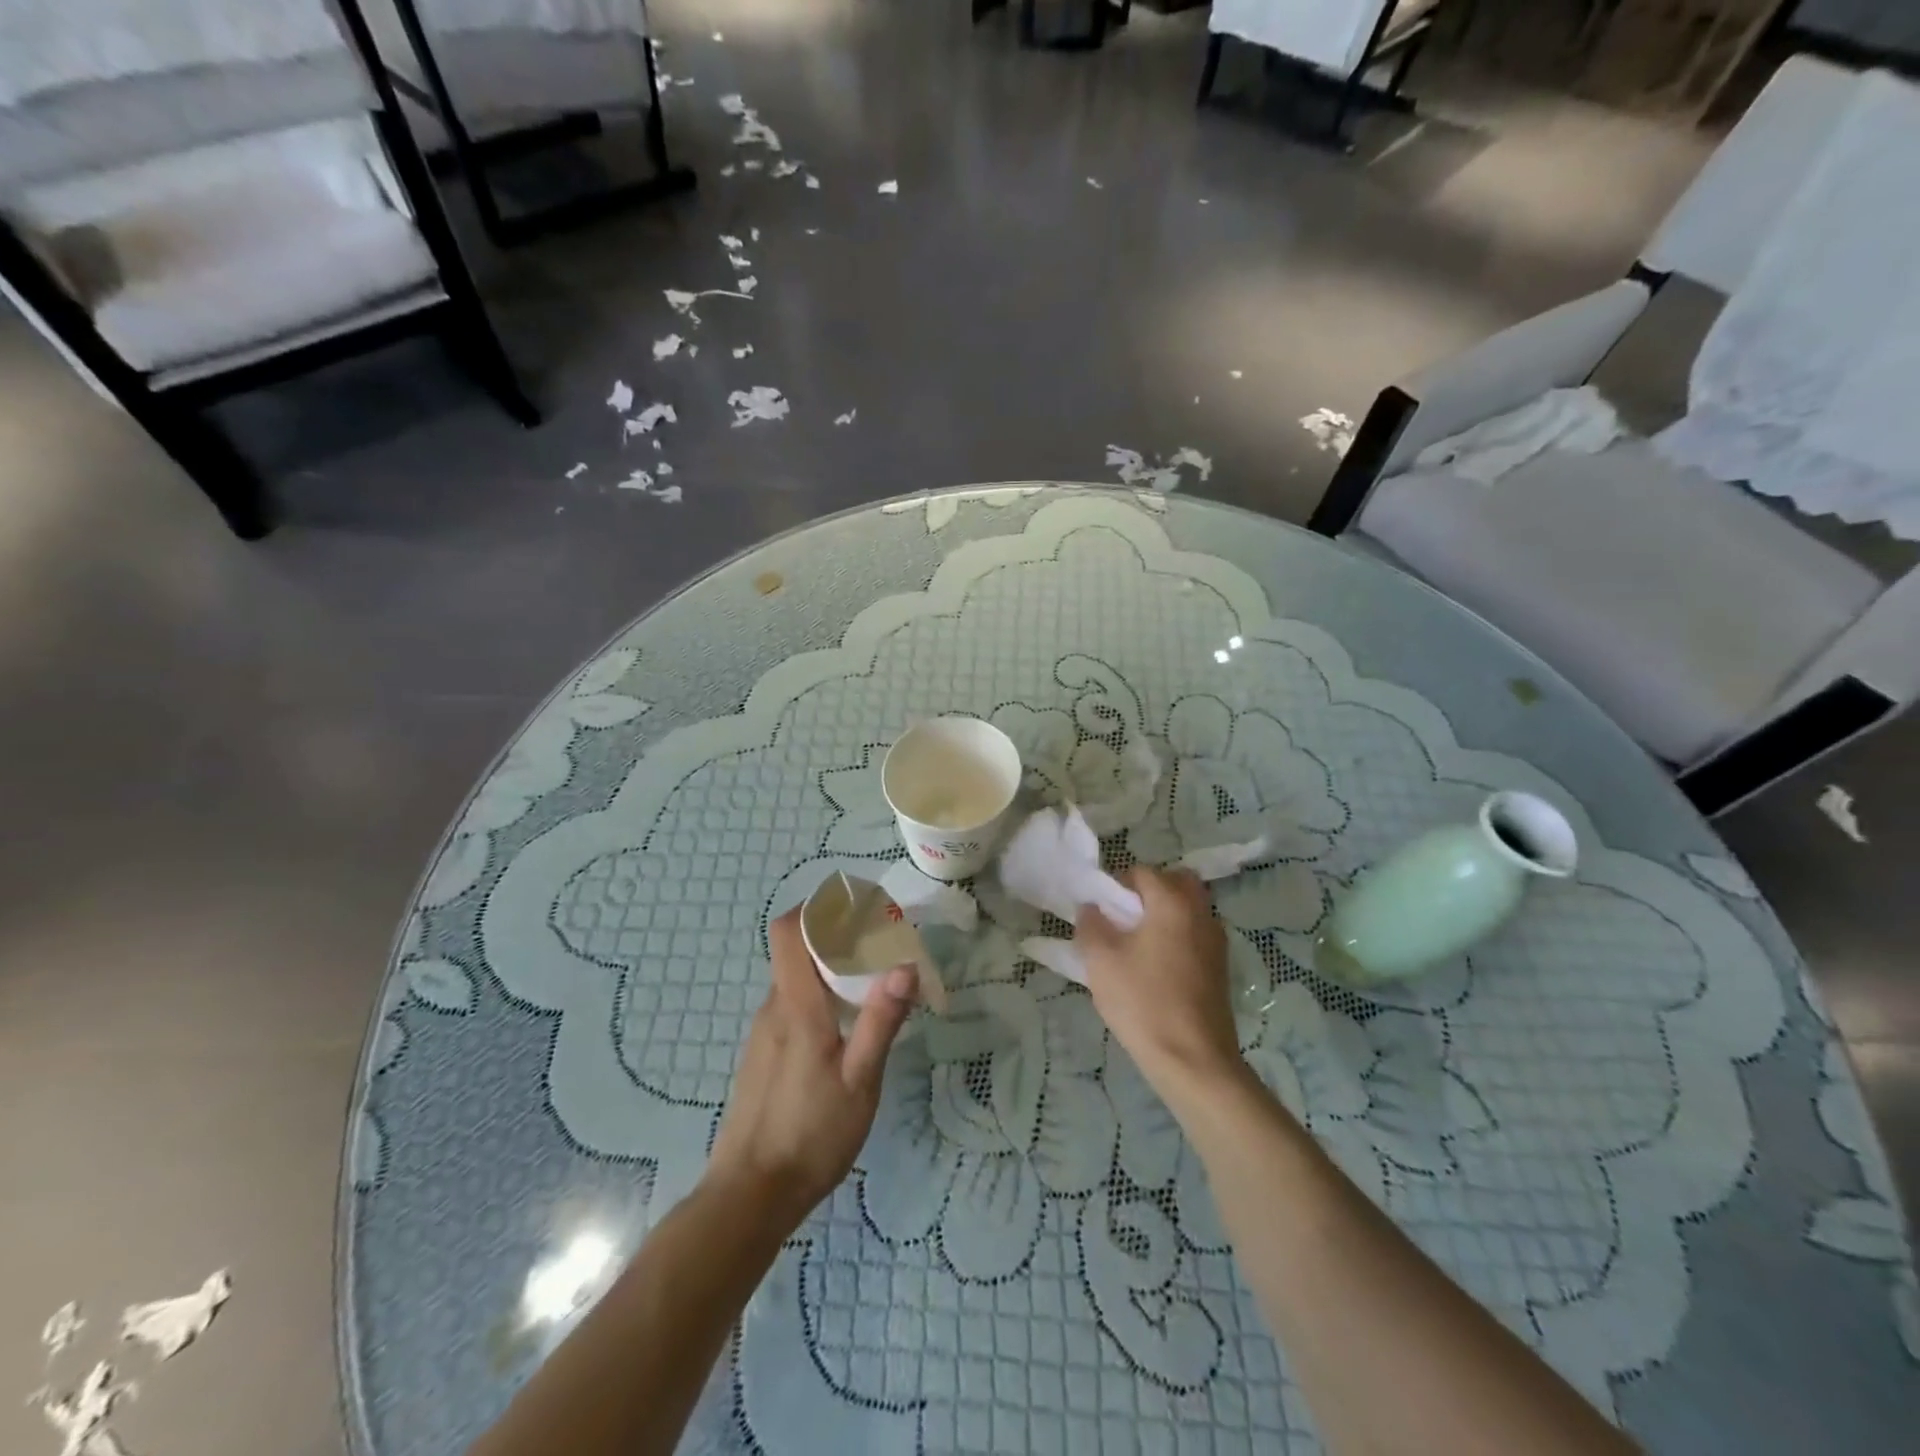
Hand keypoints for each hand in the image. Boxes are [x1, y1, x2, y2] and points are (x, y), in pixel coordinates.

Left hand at [704, 907, 916, 1227]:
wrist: (750, 1196)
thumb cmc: (810, 1135)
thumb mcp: (860, 1082)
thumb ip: (880, 1021)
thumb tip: (904, 965)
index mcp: (795, 1006)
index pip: (788, 931)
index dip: (816, 908)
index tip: (855, 909)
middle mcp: (773, 1009)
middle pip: (797, 951)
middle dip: (837, 939)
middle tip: (882, 950)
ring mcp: (764, 1033)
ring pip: (796, 981)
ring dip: (829, 971)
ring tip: (872, 989)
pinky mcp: (764, 1055)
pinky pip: (791, 1006)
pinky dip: (818, 998)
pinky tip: (845, 1031)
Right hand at [1076, 867, 1238, 1090]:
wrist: (1193, 1060)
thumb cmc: (1143, 1002)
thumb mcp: (1101, 961)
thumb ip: (1091, 924)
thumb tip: (1091, 907)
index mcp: (1173, 902)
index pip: (1142, 872)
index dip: (1116, 885)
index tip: (1100, 910)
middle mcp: (1201, 913)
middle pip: (1176, 882)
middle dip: (1149, 891)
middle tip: (1124, 917)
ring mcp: (1216, 941)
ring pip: (1190, 908)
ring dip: (1165, 913)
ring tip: (1136, 944)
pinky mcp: (1221, 967)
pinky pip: (1196, 934)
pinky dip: (1177, 936)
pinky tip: (1156, 967)